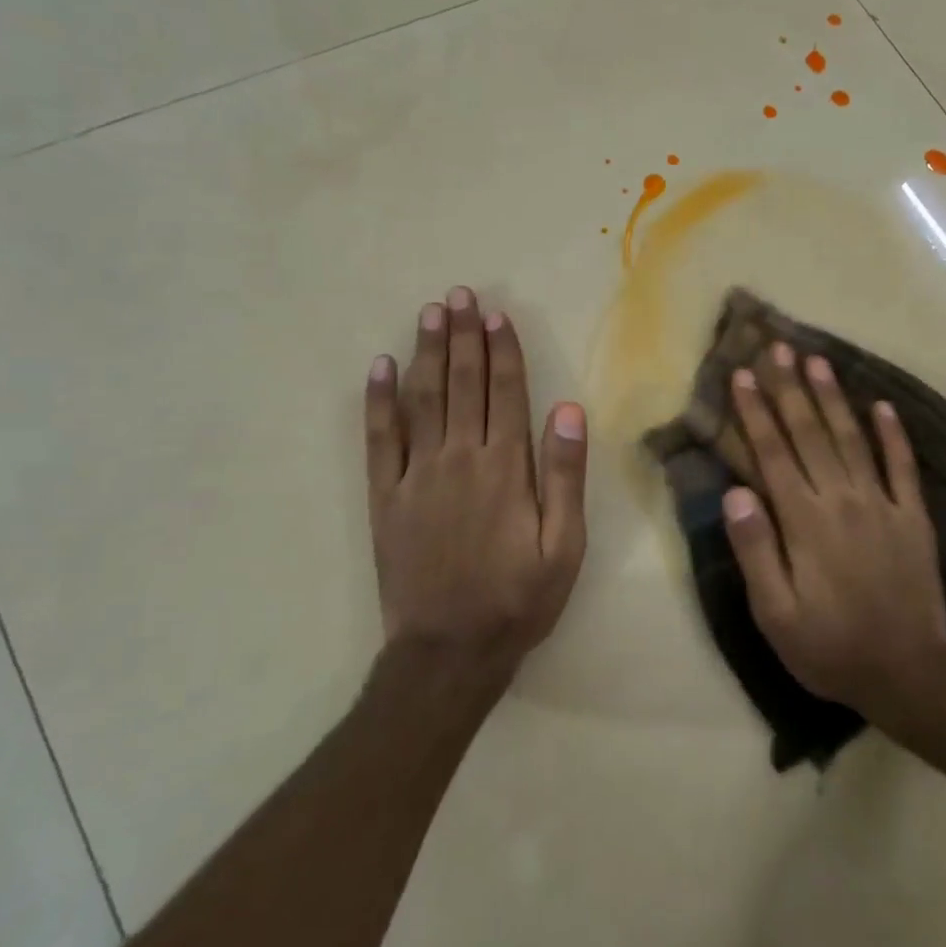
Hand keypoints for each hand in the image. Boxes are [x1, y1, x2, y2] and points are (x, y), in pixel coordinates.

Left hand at [364, 287, 587, 683]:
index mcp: (506, 468)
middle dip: (464, 336)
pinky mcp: (385, 496)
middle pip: (462, 383)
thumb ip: (565, 476)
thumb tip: (567, 409)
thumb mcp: (564, 546)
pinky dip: (378, 400)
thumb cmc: (518, 599)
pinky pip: (379, 438)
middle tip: (461, 295)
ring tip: (431, 313)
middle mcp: (459, 458)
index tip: (499, 314)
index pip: (506, 393)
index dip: (503, 350)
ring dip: (427, 352)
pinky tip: (380, 367)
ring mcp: (416, 475)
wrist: (449, 651)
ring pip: (422, 399)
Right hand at [722, 341, 945, 722]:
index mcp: (804, 522)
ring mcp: (883, 504)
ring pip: (852, 439)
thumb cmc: (830, 648)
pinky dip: (893, 433)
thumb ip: (755, 551)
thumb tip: (735, 494)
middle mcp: (842, 500)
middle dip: (790, 388)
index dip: (756, 412)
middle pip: (810, 434)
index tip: (743, 375)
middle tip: (778, 347)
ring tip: (818, 360)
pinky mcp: (913, 517)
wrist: (908, 674)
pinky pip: (902, 466)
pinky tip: (882, 405)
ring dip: (833, 397)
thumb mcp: (776, 614)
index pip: (773, 454)